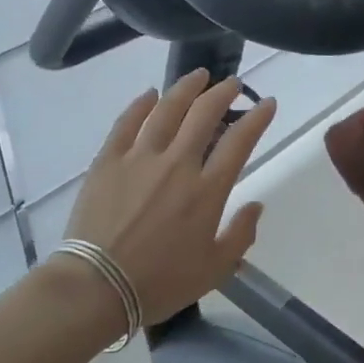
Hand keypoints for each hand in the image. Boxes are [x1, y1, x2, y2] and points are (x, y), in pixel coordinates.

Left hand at [62, 71, 276, 321]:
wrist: (97, 287)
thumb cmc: (160, 283)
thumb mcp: (214, 270)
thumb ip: (240, 235)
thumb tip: (256, 205)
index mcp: (207, 191)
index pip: (239, 141)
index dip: (257, 118)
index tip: (267, 103)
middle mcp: (177, 164)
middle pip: (204, 114)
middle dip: (223, 93)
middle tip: (232, 83)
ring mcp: (139, 158)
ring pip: (167, 109)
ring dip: (186, 88)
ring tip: (198, 76)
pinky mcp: (108, 160)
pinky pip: (127, 122)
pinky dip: (141, 104)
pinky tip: (150, 94)